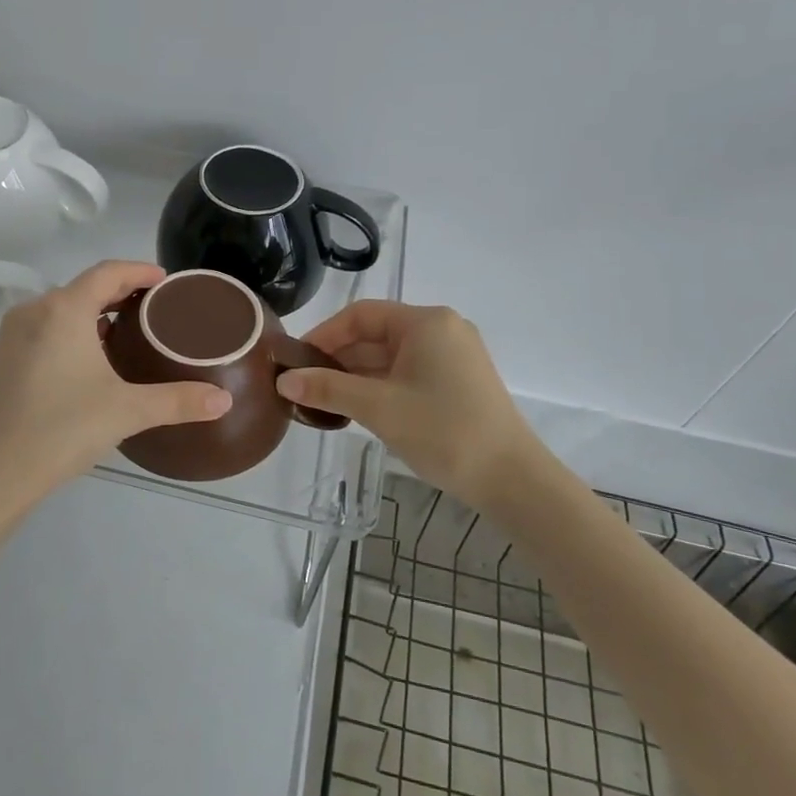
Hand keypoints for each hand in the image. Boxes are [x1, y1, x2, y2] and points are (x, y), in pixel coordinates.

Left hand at [0, 261, 231, 510]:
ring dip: (97, 312)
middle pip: (85, 286)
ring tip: (131, 330)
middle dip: (122, 291)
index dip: (140, 271)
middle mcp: (35, 311)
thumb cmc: (61, 430)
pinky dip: (76, 329)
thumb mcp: (127, 411)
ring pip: (64, 308)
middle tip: (157, 307)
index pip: (108, 272)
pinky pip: (48, 327)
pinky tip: (94, 357)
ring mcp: (15, 335)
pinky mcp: (5, 358)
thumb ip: (178, 401)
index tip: (167, 281)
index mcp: (63, 310)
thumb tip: (225, 401)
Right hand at [274, 301, 553, 499]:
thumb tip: (284, 381)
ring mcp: (452, 356)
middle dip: (337, 358)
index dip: (323, 335)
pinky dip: (378, 386)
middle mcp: (441, 330)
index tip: (295, 361)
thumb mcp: (378, 407)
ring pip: (390, 356)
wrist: (512, 480)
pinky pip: (407, 373)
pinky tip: (355, 408)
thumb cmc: (443, 431)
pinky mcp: (457, 382)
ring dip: (355, 375)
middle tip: (302, 384)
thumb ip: (328, 389)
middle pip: (375, 334)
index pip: (361, 315)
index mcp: (426, 322)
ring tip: (321, 400)